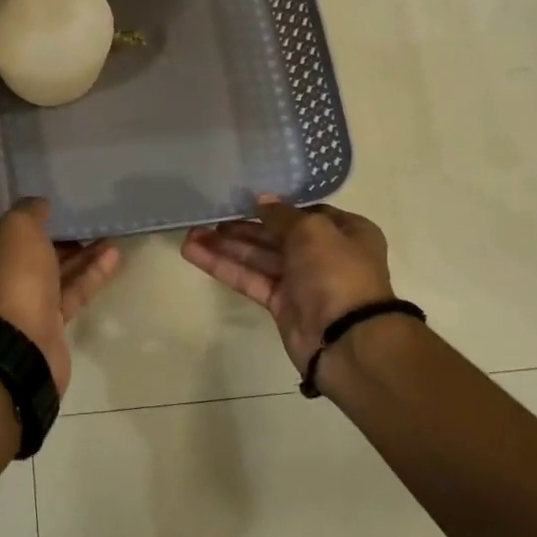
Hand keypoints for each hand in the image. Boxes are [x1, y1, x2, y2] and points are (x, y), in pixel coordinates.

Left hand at [0, 199, 120, 393]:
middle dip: (58, 238)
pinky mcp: (46, 325)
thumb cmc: (10, 276)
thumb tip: (40, 205)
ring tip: (109, 236)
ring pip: (53, 273)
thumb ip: (30, 210)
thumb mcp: (17, 227)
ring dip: (81, 255)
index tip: (53, 210)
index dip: (26, 220)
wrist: (17, 343)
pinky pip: (70, 293)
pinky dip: (89, 275)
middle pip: (29, 253)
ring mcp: (19, 305)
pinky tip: (113, 256)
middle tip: (86, 221)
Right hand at [181, 196, 393, 378]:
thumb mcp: (312, 229)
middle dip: (241, 227)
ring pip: (258, 257)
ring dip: (225, 246)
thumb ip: (282, 215)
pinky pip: (249, 279)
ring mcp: (301, 281)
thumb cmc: (337, 271)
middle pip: (275, 235)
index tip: (244, 198)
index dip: (275, 207)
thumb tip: (262, 201)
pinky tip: (194, 253)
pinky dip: (223, 267)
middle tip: (207, 216)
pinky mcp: (280, 304)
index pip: (306, 213)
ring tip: (190, 234)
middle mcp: (324, 254)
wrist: (345, 337)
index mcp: (344, 231)